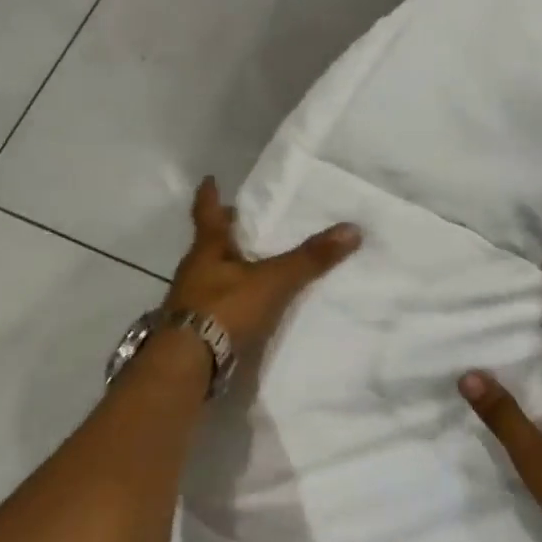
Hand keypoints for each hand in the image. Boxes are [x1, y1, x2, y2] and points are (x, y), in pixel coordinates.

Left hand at [166, 178, 361, 353]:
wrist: (188, 363)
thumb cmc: (225, 308)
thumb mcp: (273, 281)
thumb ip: (309, 259)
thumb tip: (353, 228)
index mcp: (208, 249)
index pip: (208, 213)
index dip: (210, 195)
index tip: (210, 179)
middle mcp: (194, 270)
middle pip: (210, 244)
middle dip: (226, 233)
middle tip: (243, 221)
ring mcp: (190, 301)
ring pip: (211, 274)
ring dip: (228, 267)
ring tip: (251, 264)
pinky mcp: (195, 328)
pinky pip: (216, 304)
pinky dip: (231, 299)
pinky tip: (246, 305)